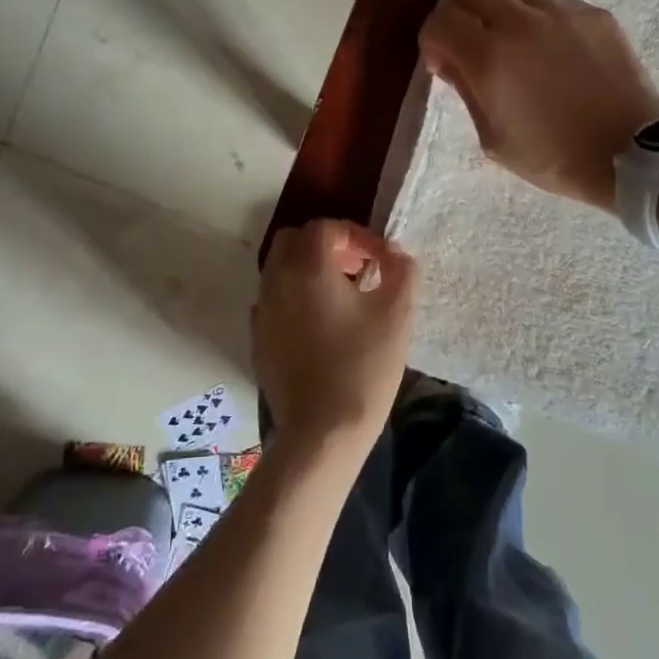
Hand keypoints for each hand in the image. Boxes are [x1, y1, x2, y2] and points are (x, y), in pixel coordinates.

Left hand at [253, 220, 416, 446]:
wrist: (323, 431)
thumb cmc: (364, 366)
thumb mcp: (396, 313)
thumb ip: (401, 271)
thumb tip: (395, 253)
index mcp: (307, 268)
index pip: (325, 228)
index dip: (357, 235)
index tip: (381, 259)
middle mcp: (276, 281)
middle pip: (294, 241)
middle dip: (326, 246)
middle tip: (357, 269)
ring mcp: (261, 312)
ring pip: (280, 270)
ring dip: (309, 271)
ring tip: (343, 297)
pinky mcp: (258, 340)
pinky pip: (273, 301)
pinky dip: (295, 298)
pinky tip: (320, 326)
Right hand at [420, 0, 658, 210]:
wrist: (630, 154)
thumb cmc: (554, 158)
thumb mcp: (495, 140)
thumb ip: (467, 93)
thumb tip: (450, 61)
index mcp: (490, 58)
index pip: (440, 21)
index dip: (432, 40)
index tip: (442, 63)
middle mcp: (521, 22)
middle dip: (460, 5)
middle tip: (469, 35)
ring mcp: (562, 12)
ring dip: (499, 0)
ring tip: (509, 33)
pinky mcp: (594, 14)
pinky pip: (553, 0)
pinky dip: (540, 17)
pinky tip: (553, 51)